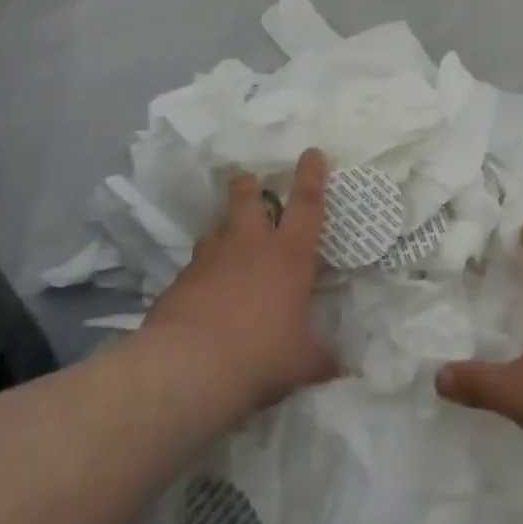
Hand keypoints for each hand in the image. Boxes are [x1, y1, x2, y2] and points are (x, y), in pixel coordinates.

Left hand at [141, 149, 339, 412]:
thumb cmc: (262, 354)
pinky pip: (193, 271)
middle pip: (248, 201)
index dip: (311, 175)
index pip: (307, 204)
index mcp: (289, 254)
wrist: (189, 370)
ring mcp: (209, 262)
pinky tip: (200, 297)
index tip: (311, 152)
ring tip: (223, 245)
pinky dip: (199, 277)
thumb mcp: (303, 361)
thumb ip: (322, 359)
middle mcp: (249, 247)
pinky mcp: (177, 285)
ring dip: (221, 234)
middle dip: (248, 187)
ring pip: (215, 233)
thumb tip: (345, 372)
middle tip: (246, 178)